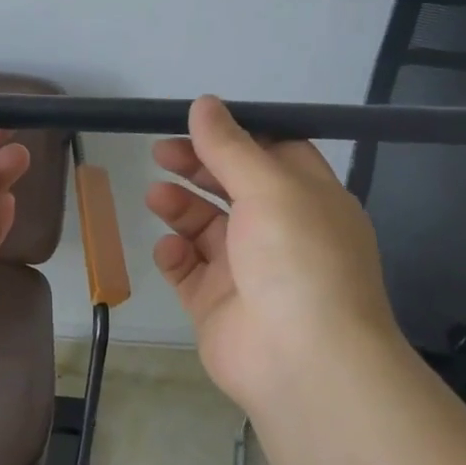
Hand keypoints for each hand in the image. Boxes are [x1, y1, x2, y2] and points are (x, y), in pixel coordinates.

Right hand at [146, 96, 401, 419]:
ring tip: (156, 196)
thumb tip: (204, 103)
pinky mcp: (217, 304)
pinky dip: (176, 256)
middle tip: (161, 152)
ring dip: (181, 208)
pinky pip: (189, 270)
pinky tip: (169, 250)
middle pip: (233, 187)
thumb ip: (230, 147)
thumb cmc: (298, 259)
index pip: (274, 154)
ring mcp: (247, 270)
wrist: (302, 361)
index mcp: (309, 200)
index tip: (198, 123)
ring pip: (206, 228)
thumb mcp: (270, 187)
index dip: (237, 136)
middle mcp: (280, 232)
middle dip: (198, 167)